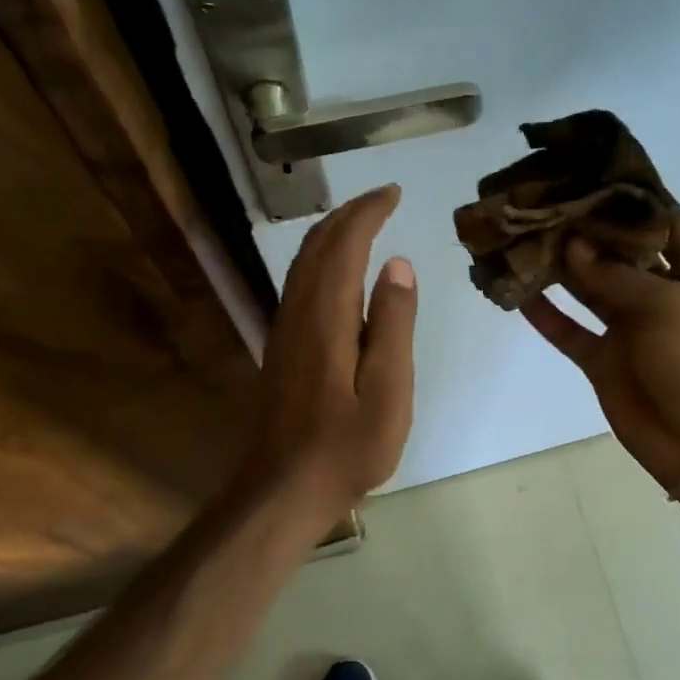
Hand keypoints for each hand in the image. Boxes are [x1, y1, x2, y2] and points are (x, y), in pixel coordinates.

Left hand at [239, 184, 416, 521]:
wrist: (285, 487)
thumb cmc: (347, 446)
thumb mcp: (388, 390)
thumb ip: (393, 324)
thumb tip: (397, 264)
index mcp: (326, 317)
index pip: (344, 244)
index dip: (367, 212)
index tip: (394, 192)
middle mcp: (298, 312)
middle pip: (317, 245)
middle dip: (349, 214)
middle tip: (383, 199)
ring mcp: (285, 329)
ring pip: (303, 263)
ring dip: (332, 233)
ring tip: (364, 222)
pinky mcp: (282, 347)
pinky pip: (300, 284)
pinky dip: (322, 260)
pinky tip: (339, 272)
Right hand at [523, 208, 679, 488]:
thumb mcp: (667, 307)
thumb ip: (616, 276)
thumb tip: (574, 245)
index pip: (667, 222)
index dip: (636, 197)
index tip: (597, 170)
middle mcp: (662, 295)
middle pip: (619, 252)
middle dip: (586, 228)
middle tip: (545, 199)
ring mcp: (630, 329)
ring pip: (588, 289)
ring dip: (560, 267)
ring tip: (523, 237)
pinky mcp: (604, 360)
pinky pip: (570, 331)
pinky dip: (546, 315)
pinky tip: (518, 293)